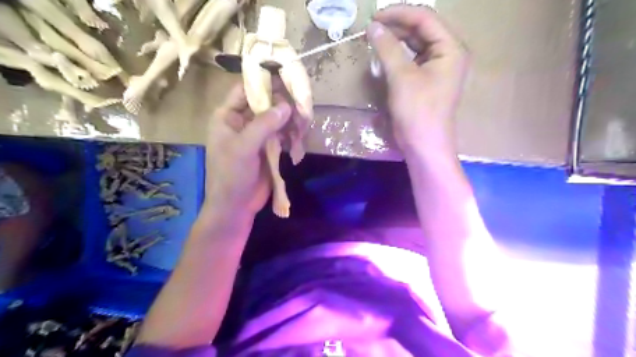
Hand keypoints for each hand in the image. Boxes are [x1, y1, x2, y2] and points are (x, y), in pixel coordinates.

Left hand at [205, 83, 290, 217]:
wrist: (236, 206)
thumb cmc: (231, 176)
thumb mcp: (244, 148)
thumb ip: (264, 125)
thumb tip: (286, 105)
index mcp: (228, 116)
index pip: (245, 90)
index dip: (263, 81)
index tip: (285, 76)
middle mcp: (243, 121)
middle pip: (265, 103)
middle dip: (282, 103)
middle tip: (302, 102)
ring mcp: (257, 135)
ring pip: (277, 119)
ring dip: (290, 120)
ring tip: (304, 122)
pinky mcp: (269, 147)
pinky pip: (282, 134)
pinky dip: (292, 134)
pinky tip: (300, 137)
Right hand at [368, 4, 465, 158]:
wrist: (424, 145)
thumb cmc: (418, 111)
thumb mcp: (402, 77)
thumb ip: (388, 48)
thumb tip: (373, 27)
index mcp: (450, 48)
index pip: (425, 18)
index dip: (399, 14)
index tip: (374, 17)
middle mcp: (447, 54)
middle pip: (421, 30)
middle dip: (397, 26)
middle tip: (372, 28)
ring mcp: (437, 69)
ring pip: (416, 45)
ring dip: (396, 41)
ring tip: (375, 39)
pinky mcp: (426, 81)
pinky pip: (412, 61)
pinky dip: (397, 57)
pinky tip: (384, 56)